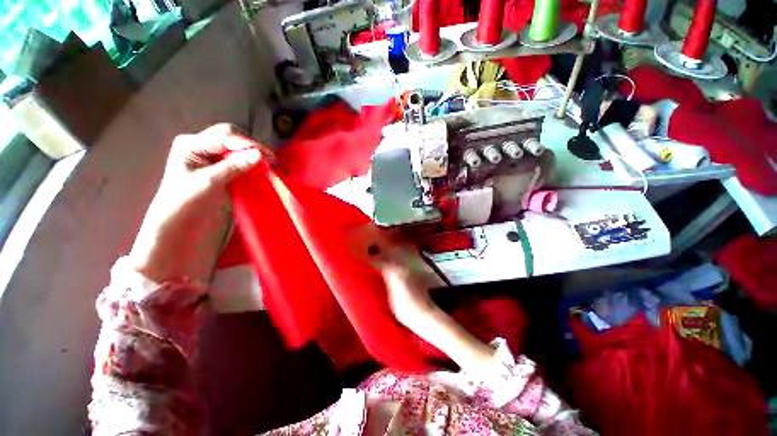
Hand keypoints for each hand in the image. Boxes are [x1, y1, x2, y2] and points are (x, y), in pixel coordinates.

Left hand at [128, 124, 274, 283]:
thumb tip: (259, 155)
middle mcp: (203, 147)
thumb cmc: (185, 203)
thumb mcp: (208, 182)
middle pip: (233, 139)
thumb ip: (233, 166)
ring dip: (255, 155)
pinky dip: (254, 165)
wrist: (179, 226)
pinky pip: (243, 162)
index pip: (224, 136)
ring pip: (240, 150)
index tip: (266, 155)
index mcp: (191, 144)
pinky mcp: (225, 172)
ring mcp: (215, 159)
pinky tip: (264, 169)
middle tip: (271, 159)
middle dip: (252, 147)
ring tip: (271, 163)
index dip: (246, 143)